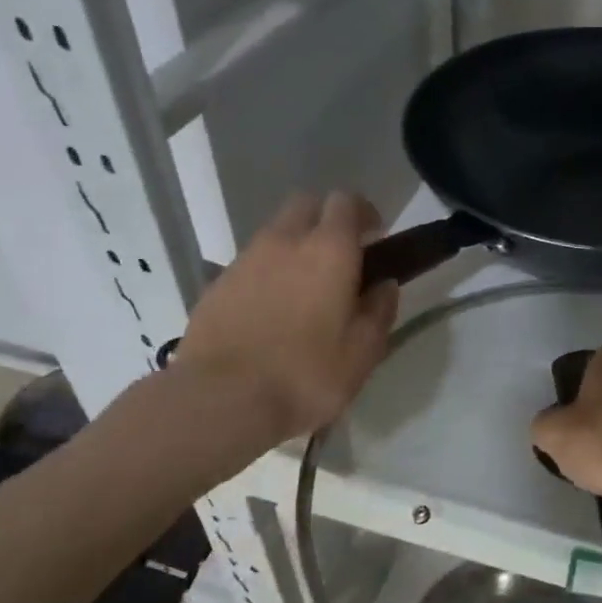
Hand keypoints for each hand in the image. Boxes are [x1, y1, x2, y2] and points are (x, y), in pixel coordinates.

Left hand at [166, 192, 398, 447]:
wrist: (221, 400)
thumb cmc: (306, 375)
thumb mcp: (363, 352)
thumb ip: (379, 311)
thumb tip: (384, 285)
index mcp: (329, 250)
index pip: (346, 202)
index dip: (363, 214)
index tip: (375, 238)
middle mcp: (285, 241)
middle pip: (306, 204)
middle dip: (326, 220)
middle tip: (341, 258)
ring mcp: (245, 260)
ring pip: (276, 233)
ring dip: (295, 247)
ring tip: (305, 291)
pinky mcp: (217, 284)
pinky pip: (251, 263)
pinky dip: (267, 273)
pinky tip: (271, 313)